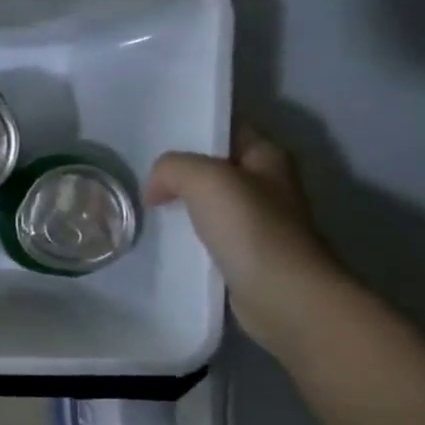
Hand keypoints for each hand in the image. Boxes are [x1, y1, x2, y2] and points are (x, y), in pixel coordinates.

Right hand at [147, 126, 349, 355]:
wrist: (282, 295)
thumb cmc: (250, 228)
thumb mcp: (203, 179)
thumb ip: (172, 168)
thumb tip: (156, 188)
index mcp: (268, 157)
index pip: (227, 129)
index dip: (193, 129)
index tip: (155, 137)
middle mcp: (268, 184)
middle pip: (214, 166)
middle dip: (180, 169)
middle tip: (141, 174)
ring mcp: (258, 221)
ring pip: (208, 201)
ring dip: (180, 203)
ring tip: (144, 205)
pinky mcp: (245, 253)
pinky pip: (207, 232)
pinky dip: (186, 233)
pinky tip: (162, 237)